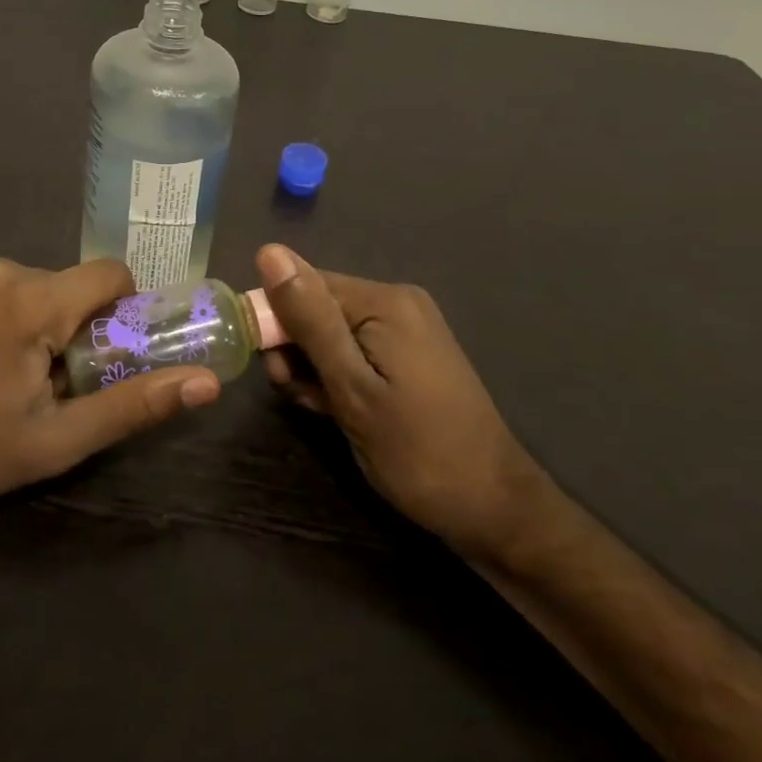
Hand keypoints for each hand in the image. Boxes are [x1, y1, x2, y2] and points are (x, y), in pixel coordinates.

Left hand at [0, 258, 219, 531]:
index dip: (123, 311)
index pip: (110, 274)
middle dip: (74, 328)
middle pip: (68, 286)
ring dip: (36, 324)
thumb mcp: (57, 441)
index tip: (107, 355)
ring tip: (5, 379)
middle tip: (50, 386)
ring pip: (30, 287)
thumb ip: (134, 404)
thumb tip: (207, 383)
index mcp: (30, 300)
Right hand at [256, 244, 542, 561]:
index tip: (273, 371)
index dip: (276, 323)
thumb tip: (269, 252)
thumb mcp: (352, 388)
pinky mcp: (409, 355)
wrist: (493, 509)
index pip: (303, 284)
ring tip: (322, 409)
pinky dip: (339, 376)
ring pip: (332, 333)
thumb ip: (309, 320)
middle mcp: (396, 302)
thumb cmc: (416, 452)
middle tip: (299, 396)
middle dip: (296, 349)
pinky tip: (338, 409)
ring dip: (314, 368)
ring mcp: (406, 329)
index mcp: (384, 301)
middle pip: (318, 308)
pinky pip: (355, 349)